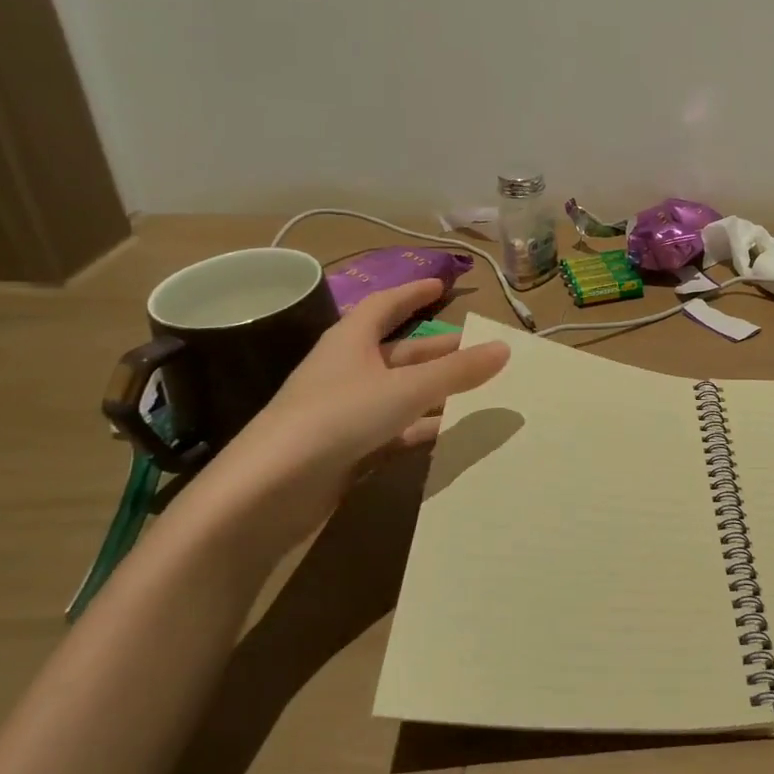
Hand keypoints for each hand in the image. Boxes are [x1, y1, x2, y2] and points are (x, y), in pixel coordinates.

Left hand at [190, 279, 509, 557]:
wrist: (269, 489)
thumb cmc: (338, 417)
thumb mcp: (405, 389)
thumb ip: (456, 372)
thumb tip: (503, 348)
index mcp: (350, 341)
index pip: (384, 305)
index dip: (412, 293)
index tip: (440, 284)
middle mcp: (346, 370)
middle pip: (400, 352)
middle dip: (438, 350)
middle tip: (479, 350)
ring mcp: (344, 412)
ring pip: (399, 393)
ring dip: (434, 392)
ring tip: (477, 392)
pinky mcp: (345, 448)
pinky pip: (393, 430)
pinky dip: (420, 429)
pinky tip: (449, 435)